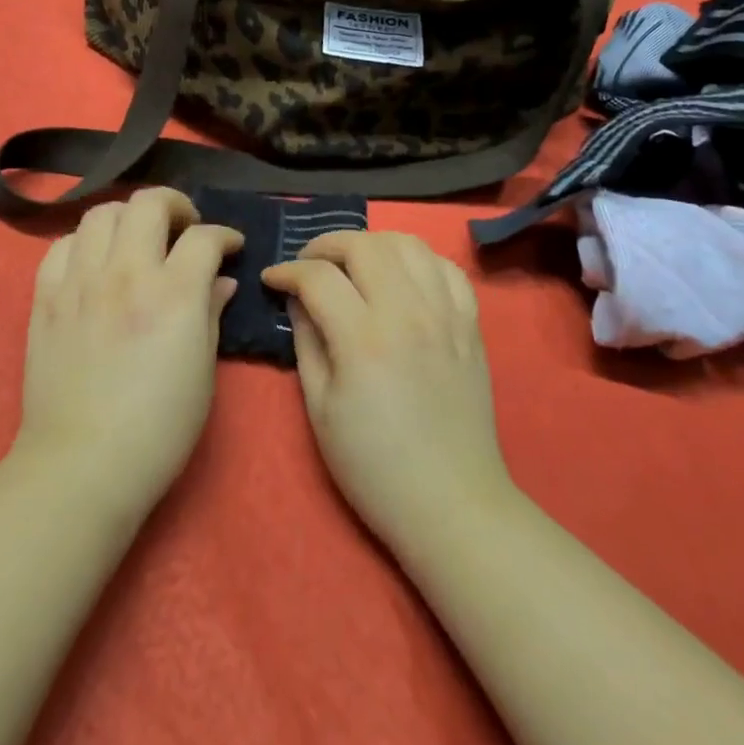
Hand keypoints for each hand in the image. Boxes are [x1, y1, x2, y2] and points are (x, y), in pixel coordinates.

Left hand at [17, 188, 242, 520]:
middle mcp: (126, 274)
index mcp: (173, 294)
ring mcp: (80, 282)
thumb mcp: (202, 372)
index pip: (203, 237)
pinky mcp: (46, 298)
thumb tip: (222, 282)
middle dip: (175, 205)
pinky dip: (83, 243)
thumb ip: (211, 314)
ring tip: (138, 239)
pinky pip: (60, 246)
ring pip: (101, 214)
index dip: (224, 235)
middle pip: (148, 204)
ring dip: (128, 217)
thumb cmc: (158, 428)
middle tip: (185, 227)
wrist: (81, 465)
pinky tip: (95, 263)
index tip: (230, 247)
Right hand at [262, 232, 514, 557]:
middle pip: (364, 245)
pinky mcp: (470, 323)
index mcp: (364, 339)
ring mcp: (446, 314)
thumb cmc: (374, 466)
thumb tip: (298, 298)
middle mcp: (408, 312)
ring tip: (354, 263)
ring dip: (373, 243)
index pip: (318, 277)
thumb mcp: (321, 409)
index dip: (287, 271)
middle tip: (309, 264)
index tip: (273, 279)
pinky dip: (419, 260)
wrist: (451, 501)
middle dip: (326, 245)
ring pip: (409, 243)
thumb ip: (307, 342)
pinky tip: (403, 276)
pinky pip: (447, 267)